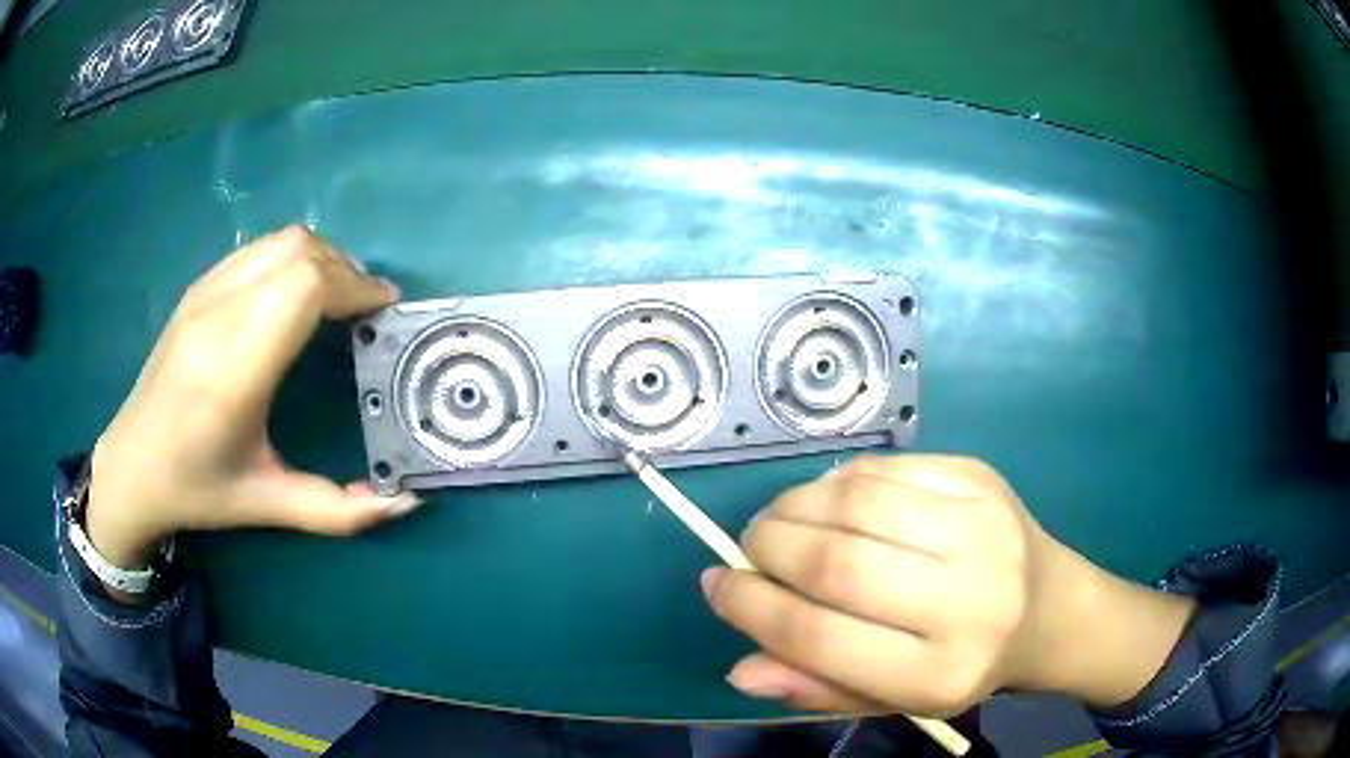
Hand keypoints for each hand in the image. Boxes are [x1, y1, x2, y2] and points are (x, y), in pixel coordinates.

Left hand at [87, 226, 418, 573]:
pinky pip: (258, 249)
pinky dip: (293, 257)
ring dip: (322, 258)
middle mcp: (217, 317)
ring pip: (280, 241)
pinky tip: (296, 294)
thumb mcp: (267, 505)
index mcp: (233, 371)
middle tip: (367, 309)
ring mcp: (203, 295)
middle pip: (299, 252)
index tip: (382, 311)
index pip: (304, 287)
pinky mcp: (197, 289)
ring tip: (338, 297)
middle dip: (346, 270)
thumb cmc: (197, 489)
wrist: (131, 466)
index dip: (353, 286)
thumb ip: (338, 511)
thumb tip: (405, 502)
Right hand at [701, 454, 1194, 715]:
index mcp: (939, 673)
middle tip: (746, 548)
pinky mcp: (982, 479)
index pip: (820, 636)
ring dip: (795, 505)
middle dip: (767, 547)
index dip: (752, 607)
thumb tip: (740, 669)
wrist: (1051, 609)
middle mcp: (967, 599)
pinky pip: (888, 467)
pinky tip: (831, 500)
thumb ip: (818, 687)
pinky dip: (839, 481)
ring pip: (857, 501)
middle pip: (837, 562)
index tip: (716, 585)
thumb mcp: (895, 699)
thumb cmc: (966, 664)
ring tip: (778, 521)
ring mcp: (981, 527)